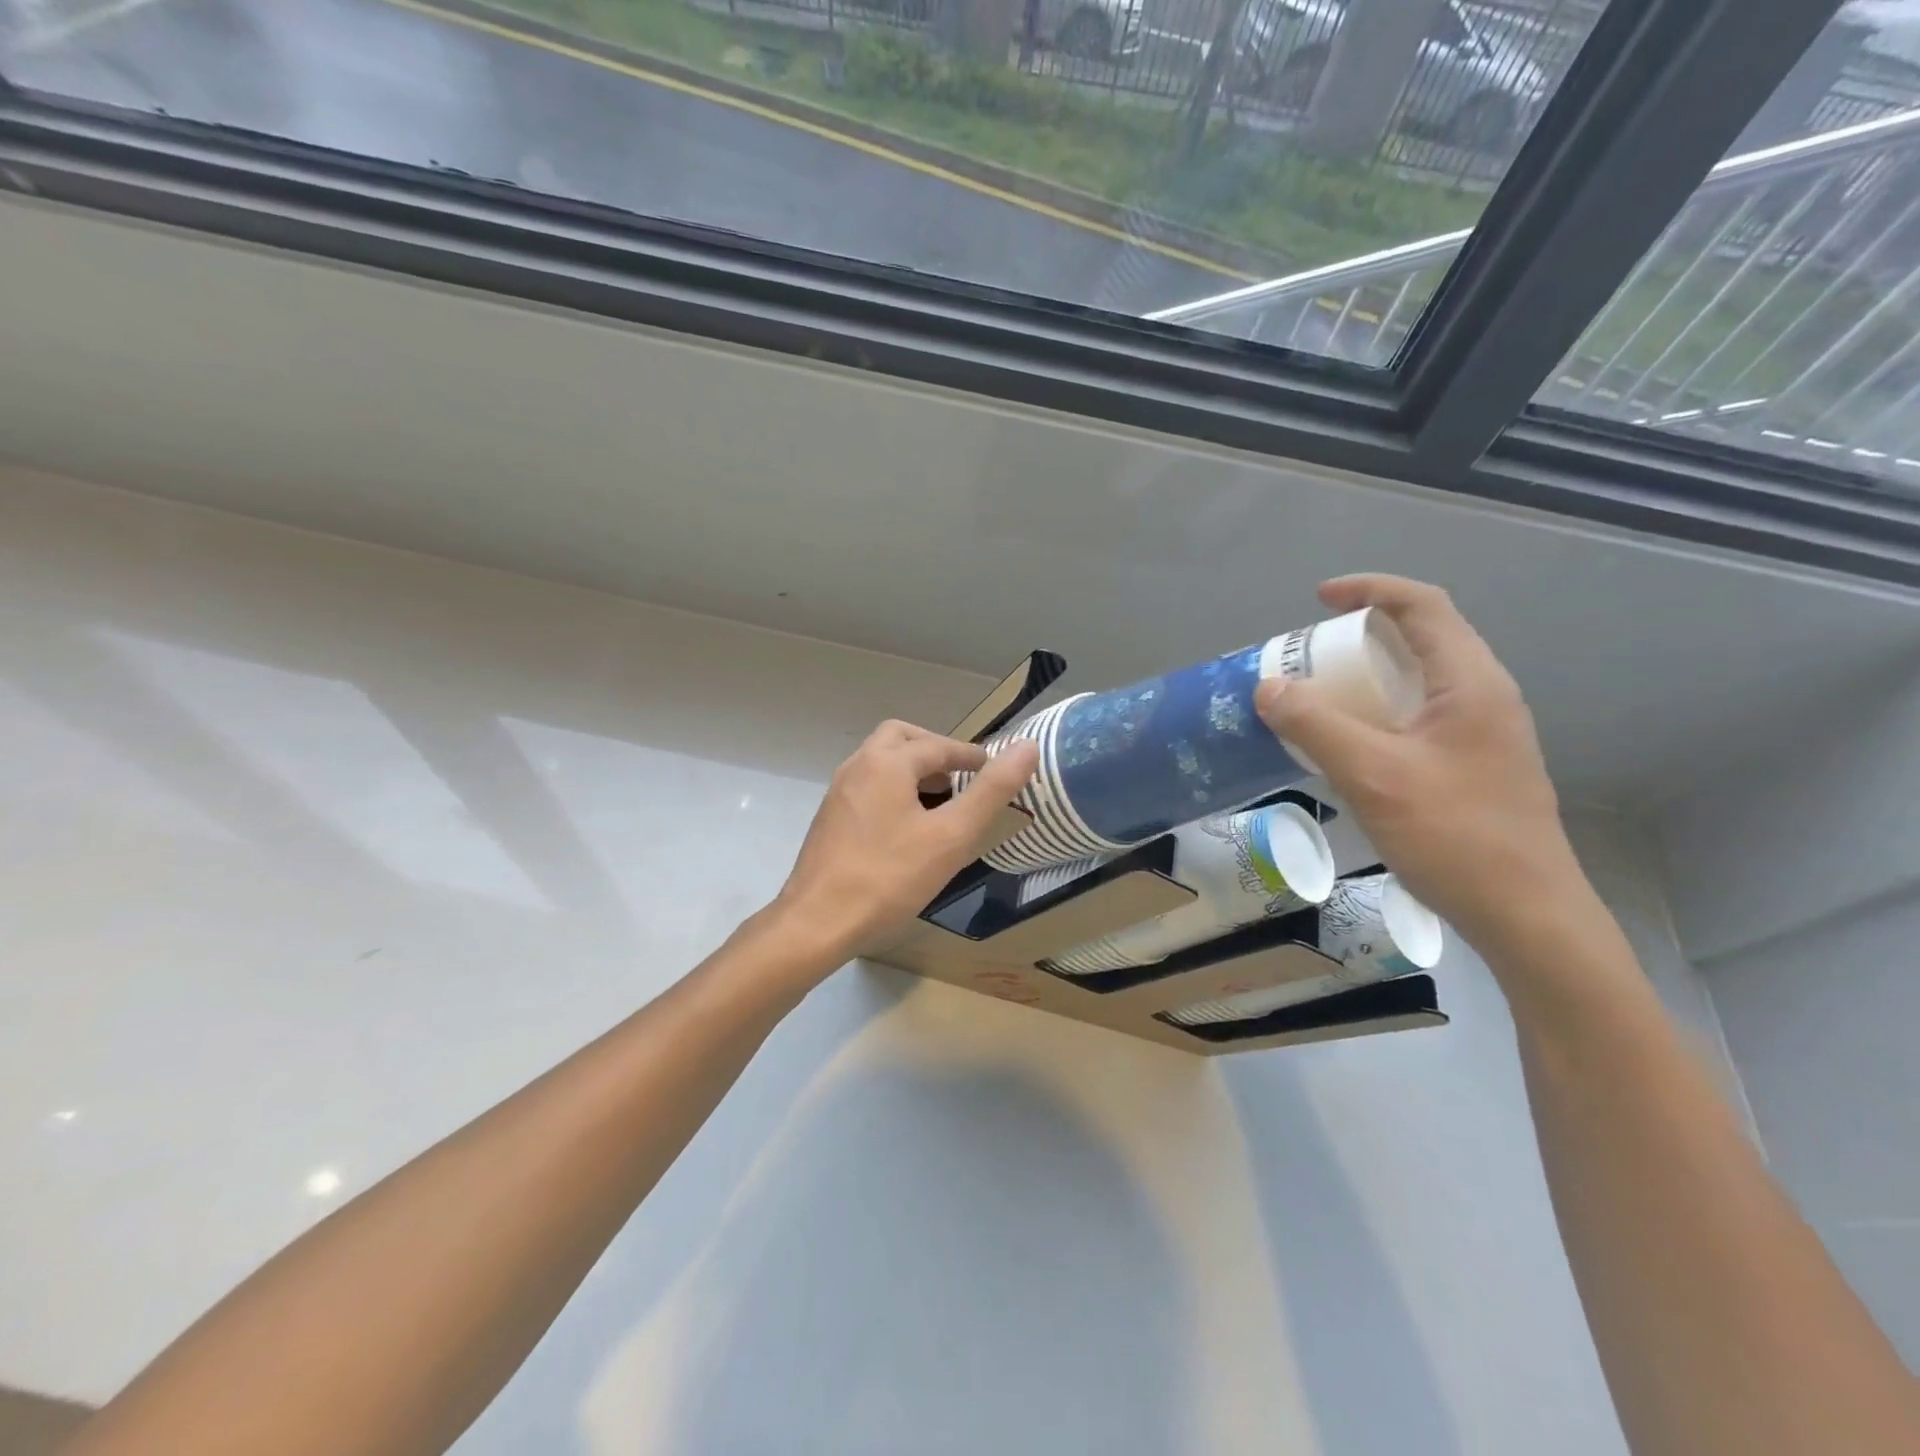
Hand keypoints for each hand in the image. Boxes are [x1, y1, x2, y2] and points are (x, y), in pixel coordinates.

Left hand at [772, 720, 1039, 961]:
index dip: (970, 755)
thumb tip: (1027, 748)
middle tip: (961, 776)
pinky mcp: (829, 819)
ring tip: (940, 800)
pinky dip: (893, 789)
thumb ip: (990, 791)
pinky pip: (868, 786)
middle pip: (901, 738)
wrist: (816, 923)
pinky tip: (907, 827)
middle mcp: (857, 767)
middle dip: (935, 751)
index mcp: (886, 763)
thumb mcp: (951, 836)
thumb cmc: (888, 878)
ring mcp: (838, 793)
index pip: (938, 746)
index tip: (994, 769)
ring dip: (912, 769)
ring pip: (880, 762)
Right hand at [1255, 575, 1583, 947]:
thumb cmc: (1455, 836)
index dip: (1370, 590)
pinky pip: (1418, 716)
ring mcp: (1483, 733)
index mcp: (1471, 683)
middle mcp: (1483, 697)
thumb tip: (1268, 688)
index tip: (1319, 599)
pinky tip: (1348, 744)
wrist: (1527, 915)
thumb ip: (1316, 726)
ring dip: (1367, 676)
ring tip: (1319, 695)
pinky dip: (1377, 711)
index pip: (1423, 606)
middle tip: (1310, 655)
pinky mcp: (1473, 765)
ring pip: (1419, 681)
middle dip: (1361, 634)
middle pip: (1422, 639)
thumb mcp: (1374, 776)